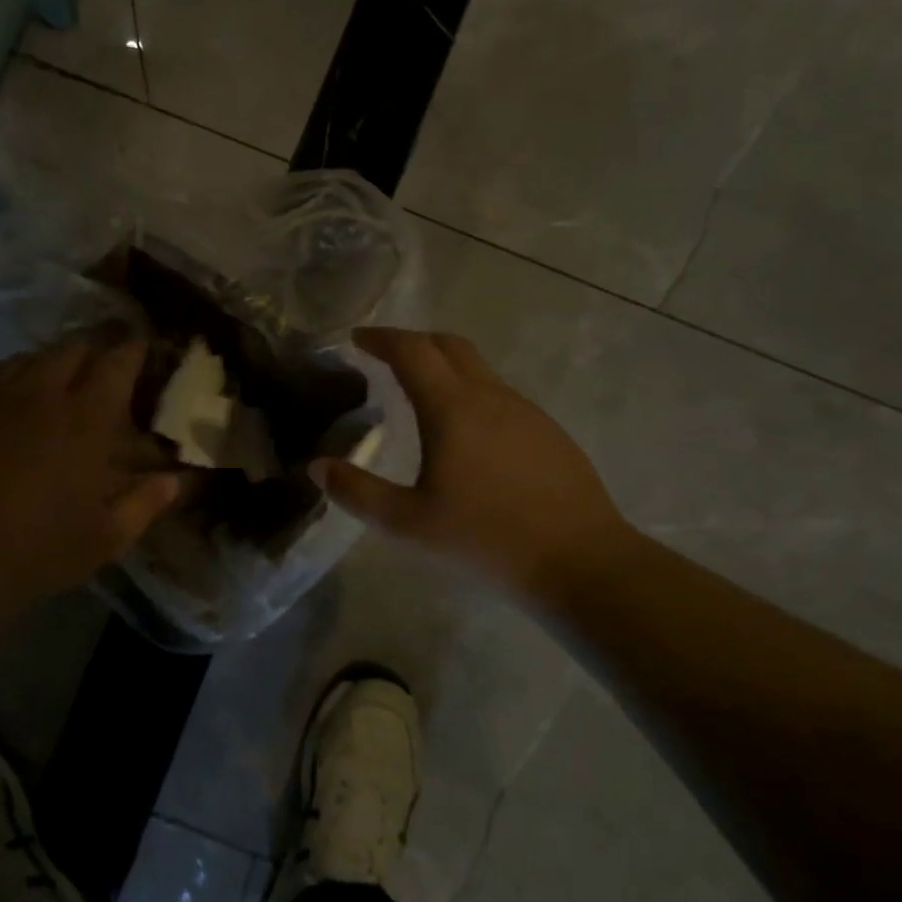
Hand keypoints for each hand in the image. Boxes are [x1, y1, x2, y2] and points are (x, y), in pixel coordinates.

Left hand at [0, 335, 179, 615]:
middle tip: (103, 361)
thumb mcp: (103, 539)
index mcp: (84, 418)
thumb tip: (175, 482)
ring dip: (48, 363)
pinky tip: (2, 419)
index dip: (132, 347)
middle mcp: (39, 394)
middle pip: (70, 349)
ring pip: (25, 360)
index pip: (116, 362)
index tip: (141, 343)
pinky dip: (5, 392)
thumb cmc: (34, 549)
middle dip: (92, 347)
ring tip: (55, 380)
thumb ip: (144, 504)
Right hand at [313, 328, 632, 597]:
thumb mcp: (408, 523)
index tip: (358, 339)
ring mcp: (525, 411)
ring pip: (478, 369)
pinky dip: (470, 392)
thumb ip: (358, 492)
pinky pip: (499, 395)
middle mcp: (490, 396)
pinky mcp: (548, 432)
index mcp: (452, 408)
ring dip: (444, 366)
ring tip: (420, 393)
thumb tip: (319, 466)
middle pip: (449, 345)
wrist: (583, 562)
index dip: (382, 338)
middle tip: (385, 355)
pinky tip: (466, 432)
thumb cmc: (487, 539)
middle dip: (413, 341)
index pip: (412, 351)